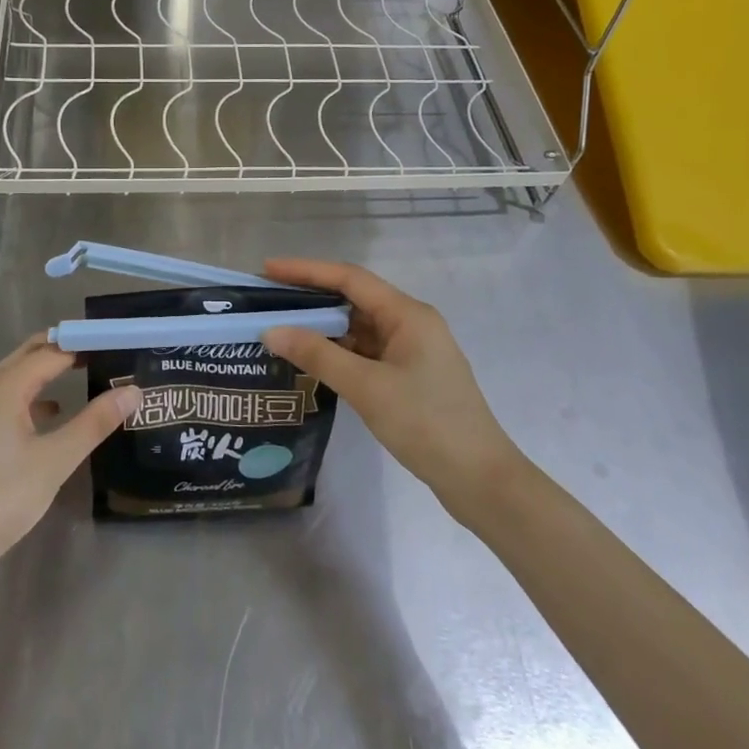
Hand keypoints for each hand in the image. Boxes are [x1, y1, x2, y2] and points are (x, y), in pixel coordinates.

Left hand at [0, 334, 140, 580]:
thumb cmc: (2, 498)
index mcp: (5, 387)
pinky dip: (26, 397)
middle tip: (98, 353)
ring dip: (43, 373)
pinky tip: (44, 417)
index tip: (111, 345)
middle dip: (61, 351)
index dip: (82, 346)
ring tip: (77, 379)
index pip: (51, 352)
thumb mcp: (56, 460)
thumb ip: (94, 423)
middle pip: (27, 356)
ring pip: (12, 377)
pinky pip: (1, 399)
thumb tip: (132, 391)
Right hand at [261, 259, 521, 512]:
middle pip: (354, 298)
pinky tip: (312, 360)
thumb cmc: (427, 424)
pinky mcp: (410, 377)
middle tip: (268, 300)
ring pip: (359, 327)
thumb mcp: (367, 387)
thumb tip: (271, 331)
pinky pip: (366, 352)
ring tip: (281, 329)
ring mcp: (412, 352)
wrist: (481, 480)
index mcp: (408, 314)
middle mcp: (411, 324)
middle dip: (311, 296)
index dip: (306, 270)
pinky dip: (339, 352)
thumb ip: (318, 355)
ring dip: (323, 326)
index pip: (349, 278)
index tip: (267, 268)